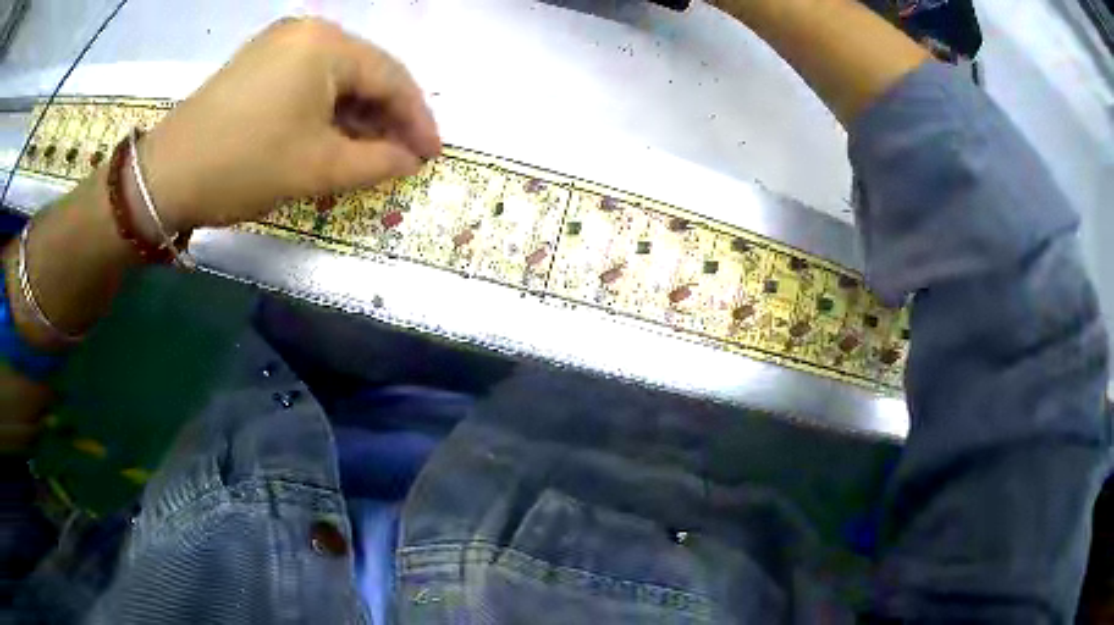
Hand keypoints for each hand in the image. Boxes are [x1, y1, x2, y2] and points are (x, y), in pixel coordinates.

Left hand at [141, 18, 440, 231]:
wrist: (166, 175)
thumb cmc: (244, 166)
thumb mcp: (318, 169)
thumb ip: (377, 161)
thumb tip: (410, 160)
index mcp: (327, 44)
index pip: (391, 77)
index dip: (417, 119)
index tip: (431, 155)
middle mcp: (308, 31)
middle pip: (364, 72)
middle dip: (386, 117)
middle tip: (402, 156)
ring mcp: (280, 43)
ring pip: (336, 77)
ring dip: (356, 115)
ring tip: (370, 152)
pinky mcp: (259, 61)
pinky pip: (308, 80)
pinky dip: (326, 109)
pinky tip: (332, 135)